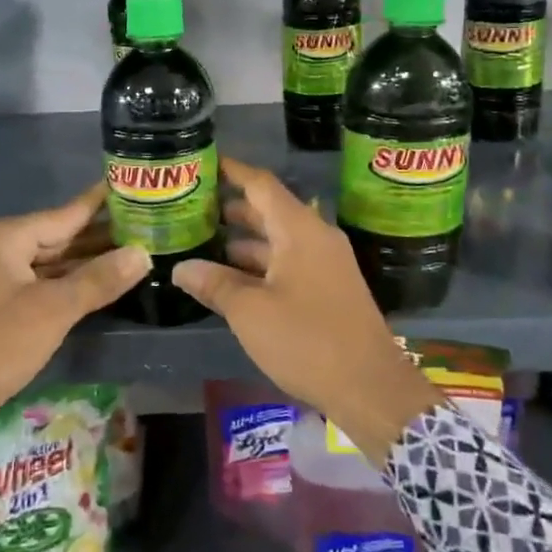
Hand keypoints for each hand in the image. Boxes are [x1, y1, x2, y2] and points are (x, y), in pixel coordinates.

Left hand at [0, 184, 149, 428]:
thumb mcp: (53, 310)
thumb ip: (98, 279)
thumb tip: (142, 254)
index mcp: (3, 238)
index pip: (62, 215)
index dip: (97, 203)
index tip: (126, 185)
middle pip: (54, 236)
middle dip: (95, 235)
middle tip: (139, 224)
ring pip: (44, 260)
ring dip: (81, 260)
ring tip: (125, 251)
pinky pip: (33, 279)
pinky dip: (61, 280)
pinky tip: (91, 282)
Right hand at [173, 159, 442, 464]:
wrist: (370, 388)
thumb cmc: (307, 340)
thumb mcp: (250, 312)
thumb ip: (214, 284)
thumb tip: (181, 268)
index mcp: (299, 230)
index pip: (261, 184)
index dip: (232, 171)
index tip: (205, 162)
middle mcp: (315, 238)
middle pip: (269, 210)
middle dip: (232, 207)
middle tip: (193, 207)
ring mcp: (326, 264)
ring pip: (279, 239)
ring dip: (244, 239)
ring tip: (204, 241)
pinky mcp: (329, 289)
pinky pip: (289, 262)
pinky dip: (260, 263)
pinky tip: (233, 278)